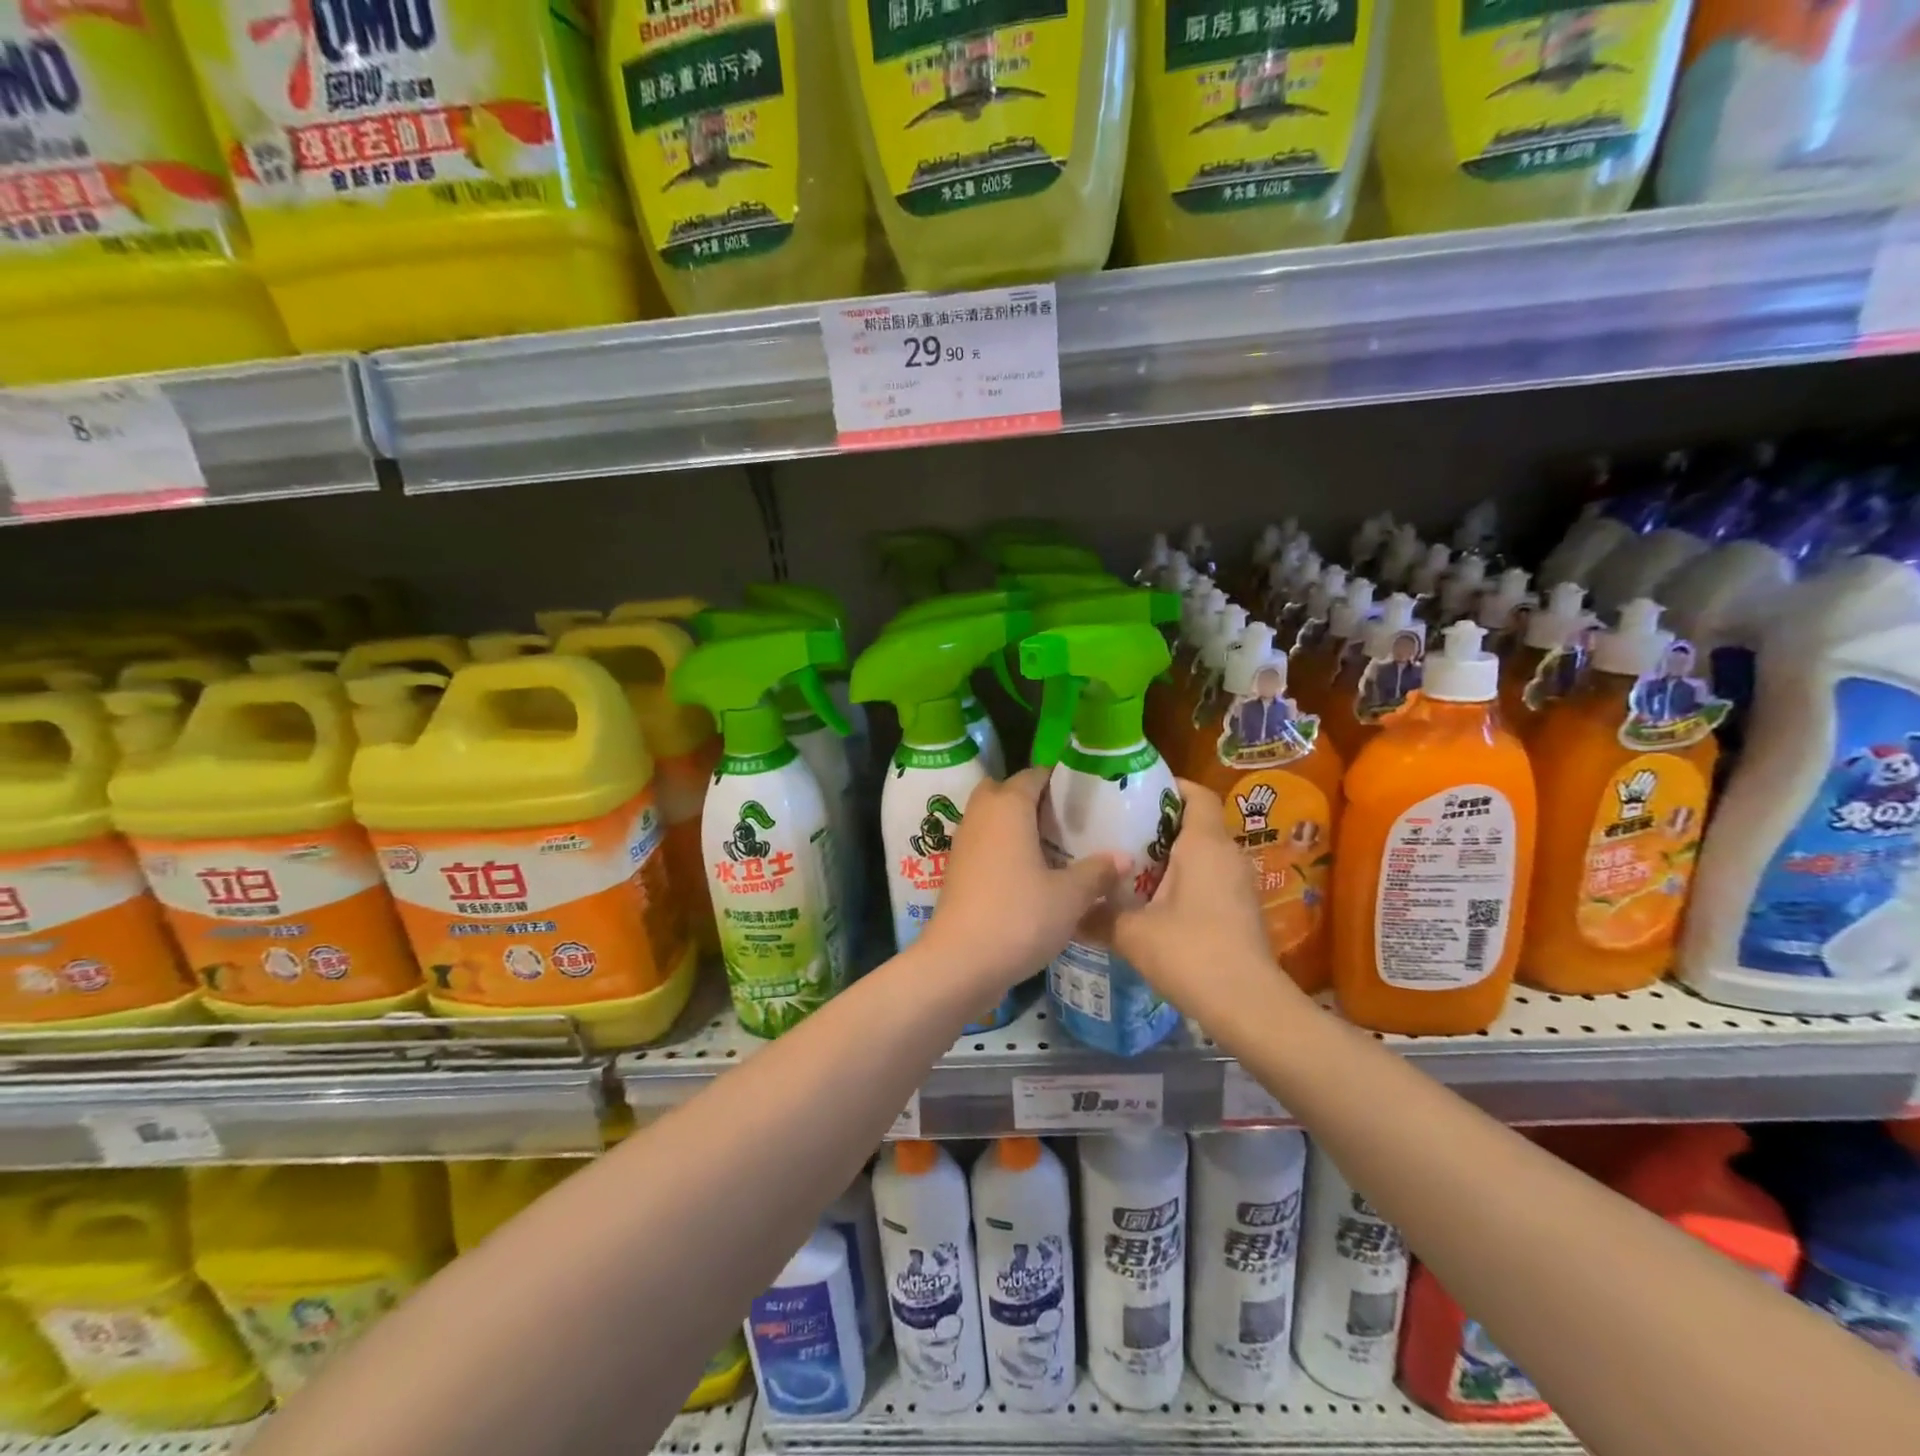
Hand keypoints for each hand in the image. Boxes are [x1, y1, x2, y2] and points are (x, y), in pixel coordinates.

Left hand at [918, 767, 1122, 992]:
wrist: (959, 963)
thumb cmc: (1019, 917)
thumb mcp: (1069, 897)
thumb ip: (1097, 872)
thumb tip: (1124, 857)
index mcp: (1008, 806)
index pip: (1034, 775)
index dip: (1059, 781)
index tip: (1087, 797)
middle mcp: (981, 815)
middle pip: (1005, 791)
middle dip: (1032, 800)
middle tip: (1066, 822)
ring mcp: (963, 843)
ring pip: (991, 818)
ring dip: (1016, 826)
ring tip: (1052, 848)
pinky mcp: (956, 871)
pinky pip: (983, 844)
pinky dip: (1002, 849)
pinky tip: (1029, 875)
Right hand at [1106, 779, 1306, 1020]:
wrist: (1248, 1006)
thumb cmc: (1191, 953)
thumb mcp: (1132, 933)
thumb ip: (1099, 916)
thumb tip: (1070, 913)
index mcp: (1204, 844)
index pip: (1196, 794)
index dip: (1168, 786)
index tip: (1132, 793)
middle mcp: (1227, 855)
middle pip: (1195, 821)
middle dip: (1158, 822)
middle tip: (1116, 828)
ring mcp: (1238, 883)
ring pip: (1201, 852)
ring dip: (1169, 854)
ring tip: (1127, 863)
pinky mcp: (1240, 909)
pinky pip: (1208, 877)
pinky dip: (1181, 878)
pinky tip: (1150, 899)